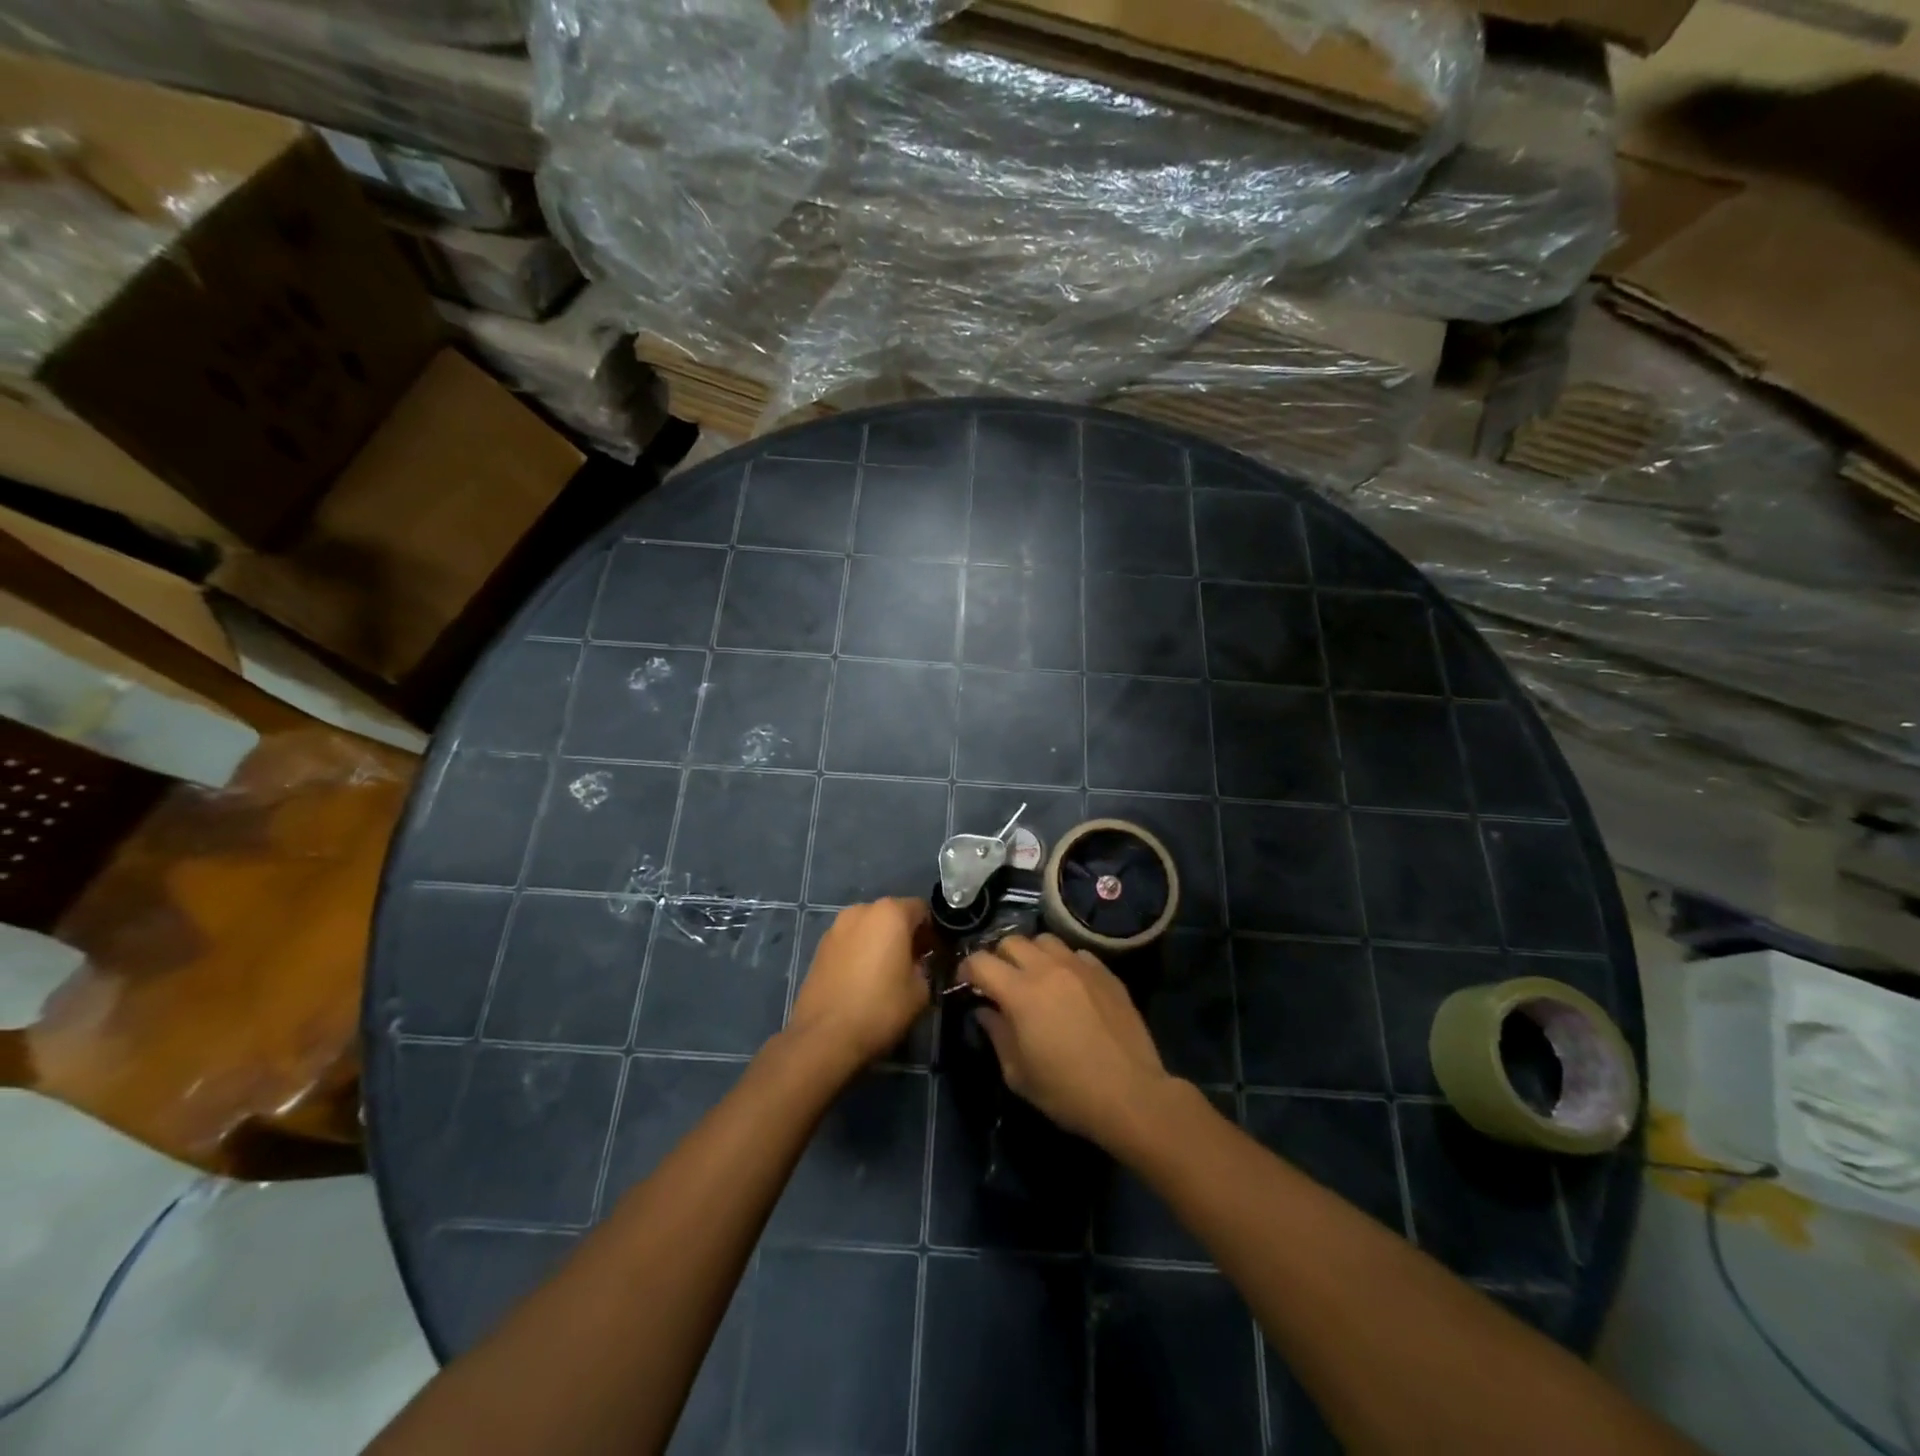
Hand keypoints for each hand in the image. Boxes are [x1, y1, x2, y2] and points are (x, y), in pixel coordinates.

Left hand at [788, 898, 931, 1070]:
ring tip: (886, 975)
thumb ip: (926, 967)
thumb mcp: (921, 991)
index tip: (936, 955)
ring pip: (869, 928)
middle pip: (893, 915)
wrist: (823, 1037)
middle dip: (906, 935)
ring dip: (881, 943)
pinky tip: (862, 981)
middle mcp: (861, 910)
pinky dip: (860, 953)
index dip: (933, 931)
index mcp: (890, 913)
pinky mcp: (819, 947)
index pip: (922, 909)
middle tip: (914, 965)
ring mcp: (836, 927)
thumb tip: (918, 963)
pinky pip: (850, 942)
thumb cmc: (880, 1008)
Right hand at [959, 934, 1173, 1146]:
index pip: (981, 962)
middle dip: (999, 958)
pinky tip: (1070, 986)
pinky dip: (1065, 963)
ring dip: (1033, 955)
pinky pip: (1077, 954)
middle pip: (1011, 941)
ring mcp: (1080, 966)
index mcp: (1020, 993)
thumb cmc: (1067, 1092)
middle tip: (1001, 983)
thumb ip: (997, 1034)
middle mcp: (1048, 969)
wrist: (1130, 1094)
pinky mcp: (1106, 973)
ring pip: (1045, 940)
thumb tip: (985, 1010)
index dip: (967, 970)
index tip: (967, 984)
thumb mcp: (1018, 1074)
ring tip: (1036, 978)